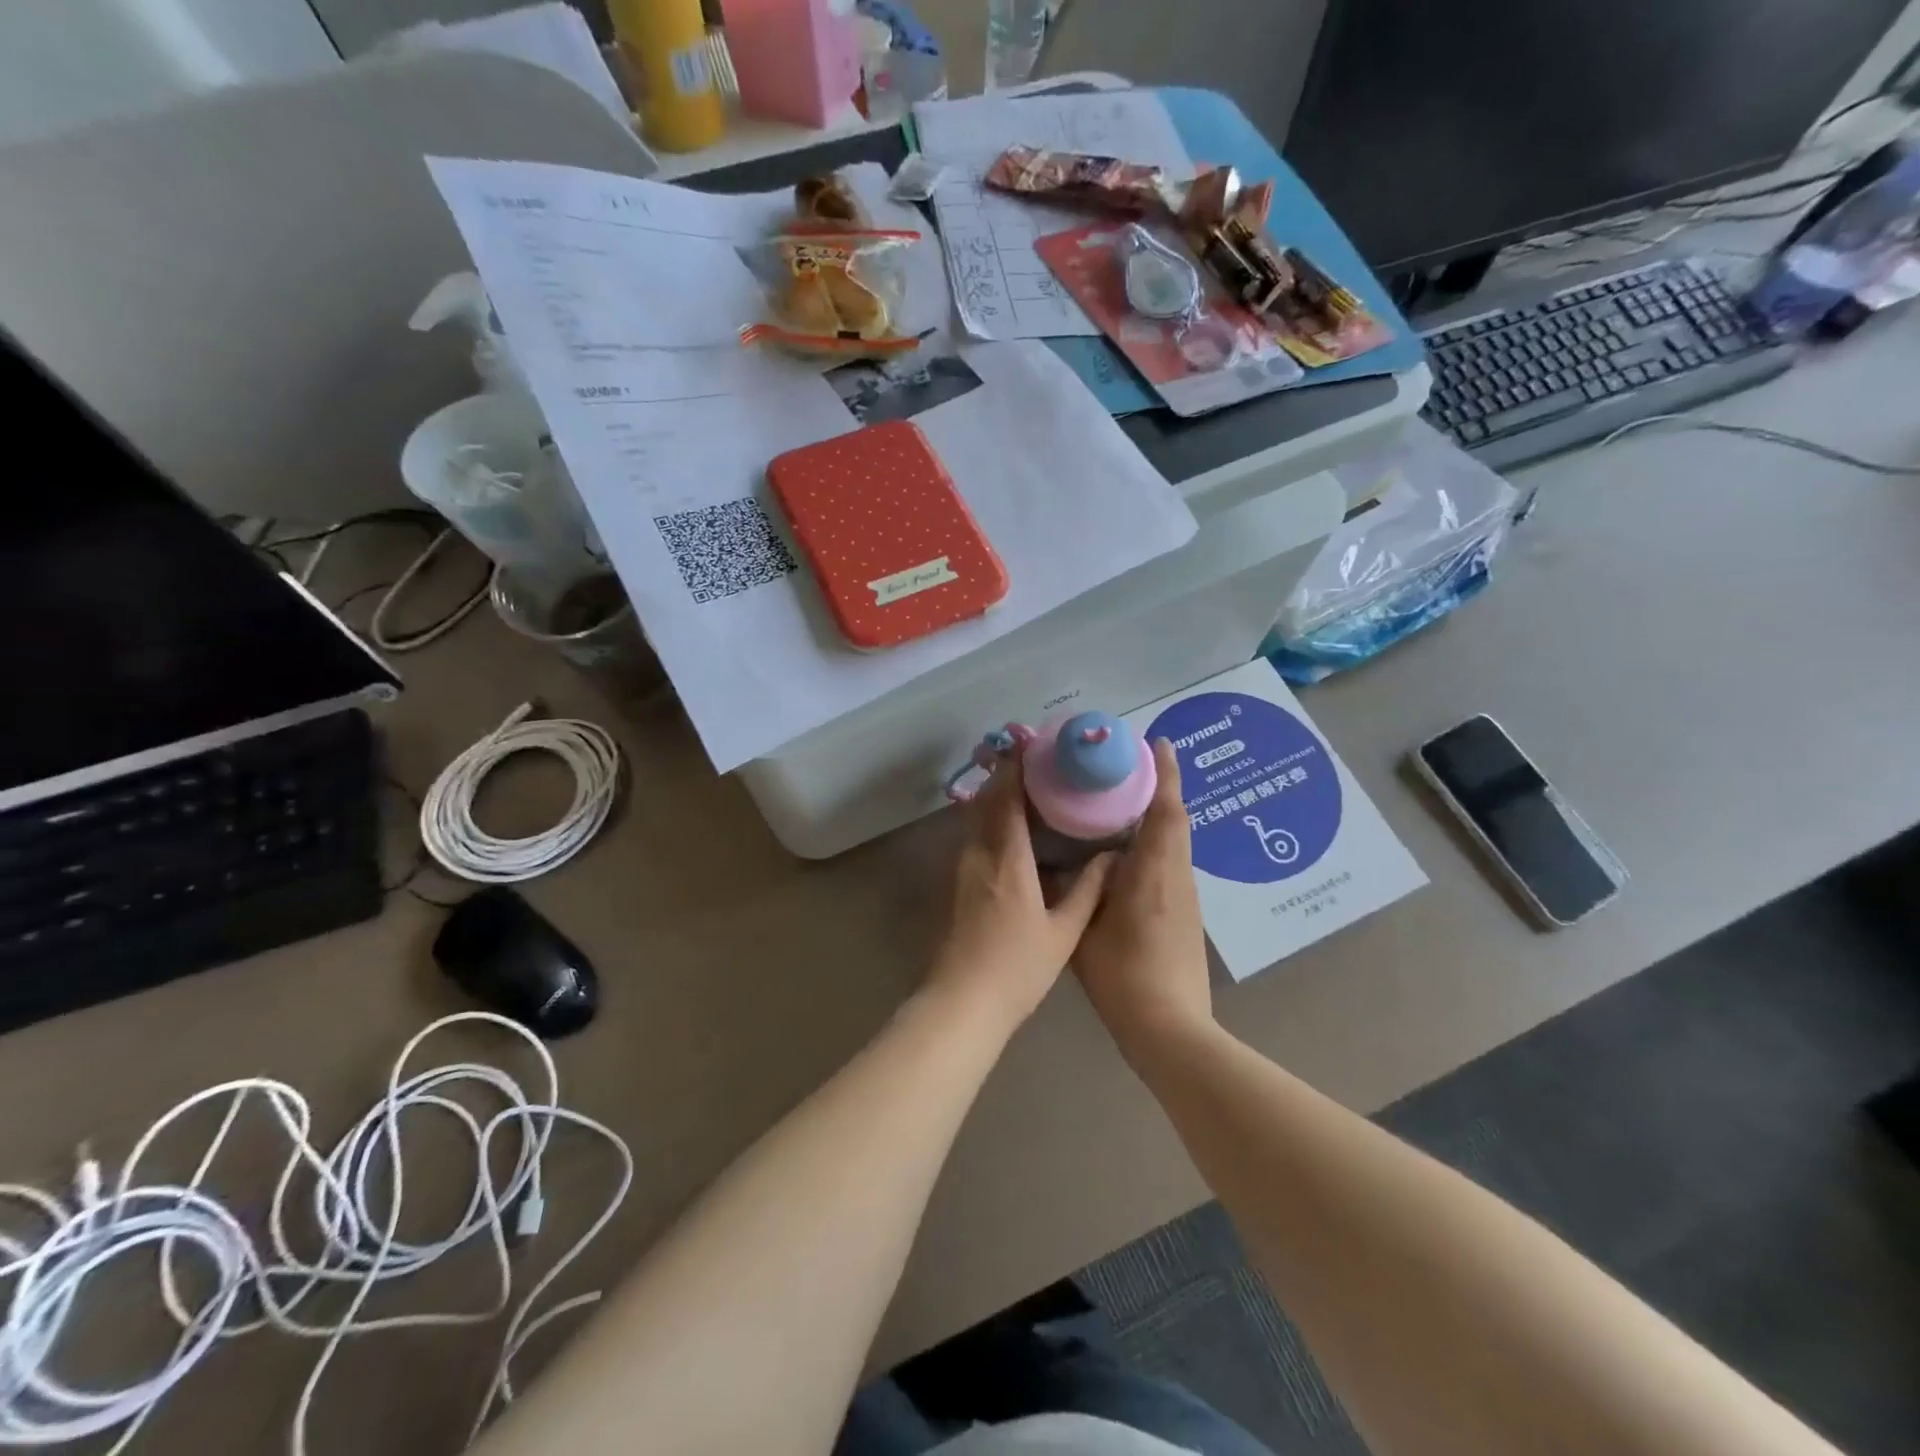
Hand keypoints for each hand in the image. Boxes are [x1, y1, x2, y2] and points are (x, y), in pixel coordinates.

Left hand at [927, 756, 1114, 1033]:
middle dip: (1005, 775)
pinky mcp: (958, 883)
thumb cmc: (1018, 968)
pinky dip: (990, 820)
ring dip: (996, 796)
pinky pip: (974, 837)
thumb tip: (1110, 857)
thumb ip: (1088, 891)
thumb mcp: (1064, 932)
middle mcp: (980, 854)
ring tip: (1025, 786)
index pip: (1008, 799)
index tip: (1029, 746)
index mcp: (1008, 859)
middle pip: (987, 801)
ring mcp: (964, 868)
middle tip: (1032, 759)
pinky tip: (1010, 827)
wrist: (963, 1001)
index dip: (1016, 769)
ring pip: (977, 818)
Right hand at [1073, 740, 1213, 1059]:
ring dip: (1159, 815)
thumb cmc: (1125, 976)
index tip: (1159, 743)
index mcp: (1155, 872)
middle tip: (1130, 765)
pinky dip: (1157, 842)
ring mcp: (1186, 897)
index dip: (1165, 774)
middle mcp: (1177, 876)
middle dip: (1160, 788)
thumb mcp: (1085, 930)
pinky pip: (1171, 862)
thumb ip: (1077, 890)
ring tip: (1124, 799)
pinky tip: (1129, 850)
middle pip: (1175, 820)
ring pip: (1175, 842)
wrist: (1171, 1028)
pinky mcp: (1185, 914)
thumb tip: (1065, 860)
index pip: (1167, 810)